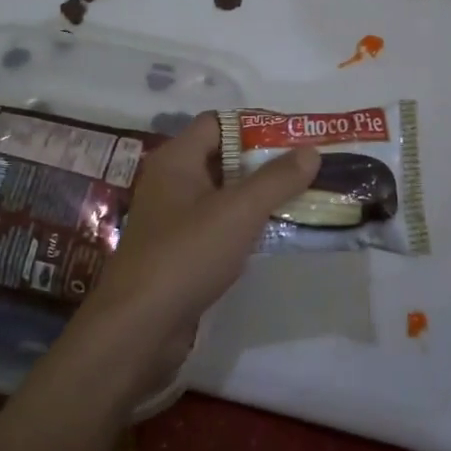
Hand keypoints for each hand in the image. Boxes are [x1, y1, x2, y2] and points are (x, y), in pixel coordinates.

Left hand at [64, 113, 320, 400]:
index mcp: (176, 160)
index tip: (295, 140)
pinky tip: (272, 235)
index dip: (256, 127)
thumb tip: (311, 150)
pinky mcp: (178, 251)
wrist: (140, 326)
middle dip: (264, 163)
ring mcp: (172, 219)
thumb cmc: (187, 255)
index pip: (218, 124)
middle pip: (222, 157)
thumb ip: (277, 179)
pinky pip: (217, 226)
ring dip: (257, 197)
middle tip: (307, 170)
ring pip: (222, 195)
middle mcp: (170, 182)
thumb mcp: (239, 212)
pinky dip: (243, 226)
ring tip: (301, 199)